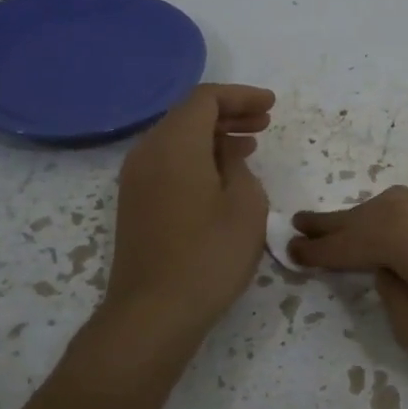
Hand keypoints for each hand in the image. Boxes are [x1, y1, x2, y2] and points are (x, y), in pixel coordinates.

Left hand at [104, 84, 273, 335]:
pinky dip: (198, 157)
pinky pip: (168, 162)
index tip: (271, 105)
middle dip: (228, 113)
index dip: (241, 96)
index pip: (205, 99)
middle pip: (187, 115)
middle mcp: (148, 152)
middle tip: (265, 122)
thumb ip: (238, 166)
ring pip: (177, 139)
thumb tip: (226, 156)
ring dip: (214, 136)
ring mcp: (136, 179)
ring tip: (250, 144)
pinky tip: (223, 175)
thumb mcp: (245, 204)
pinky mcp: (136, 203)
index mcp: (175, 144)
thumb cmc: (209, 255)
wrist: (155, 312)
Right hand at [289, 187, 407, 385]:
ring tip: (341, 228)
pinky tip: (395, 232)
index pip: (342, 243)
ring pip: (391, 210)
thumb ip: (390, 293)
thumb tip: (390, 271)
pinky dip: (396, 222)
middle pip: (363, 216)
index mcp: (395, 233)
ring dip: (364, 220)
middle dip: (331, 224)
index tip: (288, 249)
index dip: (314, 250)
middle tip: (301, 223)